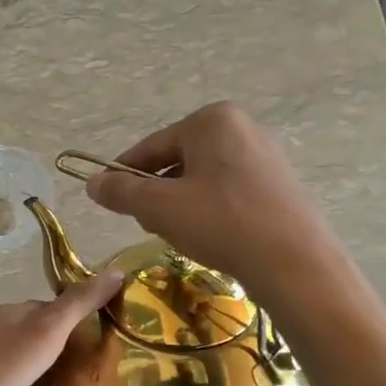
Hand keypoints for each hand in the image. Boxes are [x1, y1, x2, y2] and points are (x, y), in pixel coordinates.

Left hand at [0, 270, 123, 385]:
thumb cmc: (3, 366)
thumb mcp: (47, 328)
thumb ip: (80, 303)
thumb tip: (116, 273)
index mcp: (10, 319)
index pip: (49, 309)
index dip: (78, 314)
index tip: (111, 324)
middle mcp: (2, 346)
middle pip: (44, 344)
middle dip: (75, 351)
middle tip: (113, 361)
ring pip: (37, 377)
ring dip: (63, 383)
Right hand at [84, 101, 347, 300]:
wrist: (294, 264)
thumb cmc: (221, 223)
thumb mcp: (158, 207)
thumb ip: (120, 191)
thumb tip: (92, 182)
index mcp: (211, 121)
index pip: (150, 147)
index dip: (123, 175)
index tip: (107, 199)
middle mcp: (241, 127)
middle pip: (176, 161)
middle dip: (157, 193)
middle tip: (150, 225)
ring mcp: (265, 155)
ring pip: (201, 179)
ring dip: (181, 205)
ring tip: (181, 236)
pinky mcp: (279, 184)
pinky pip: (228, 191)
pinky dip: (210, 211)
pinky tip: (212, 238)